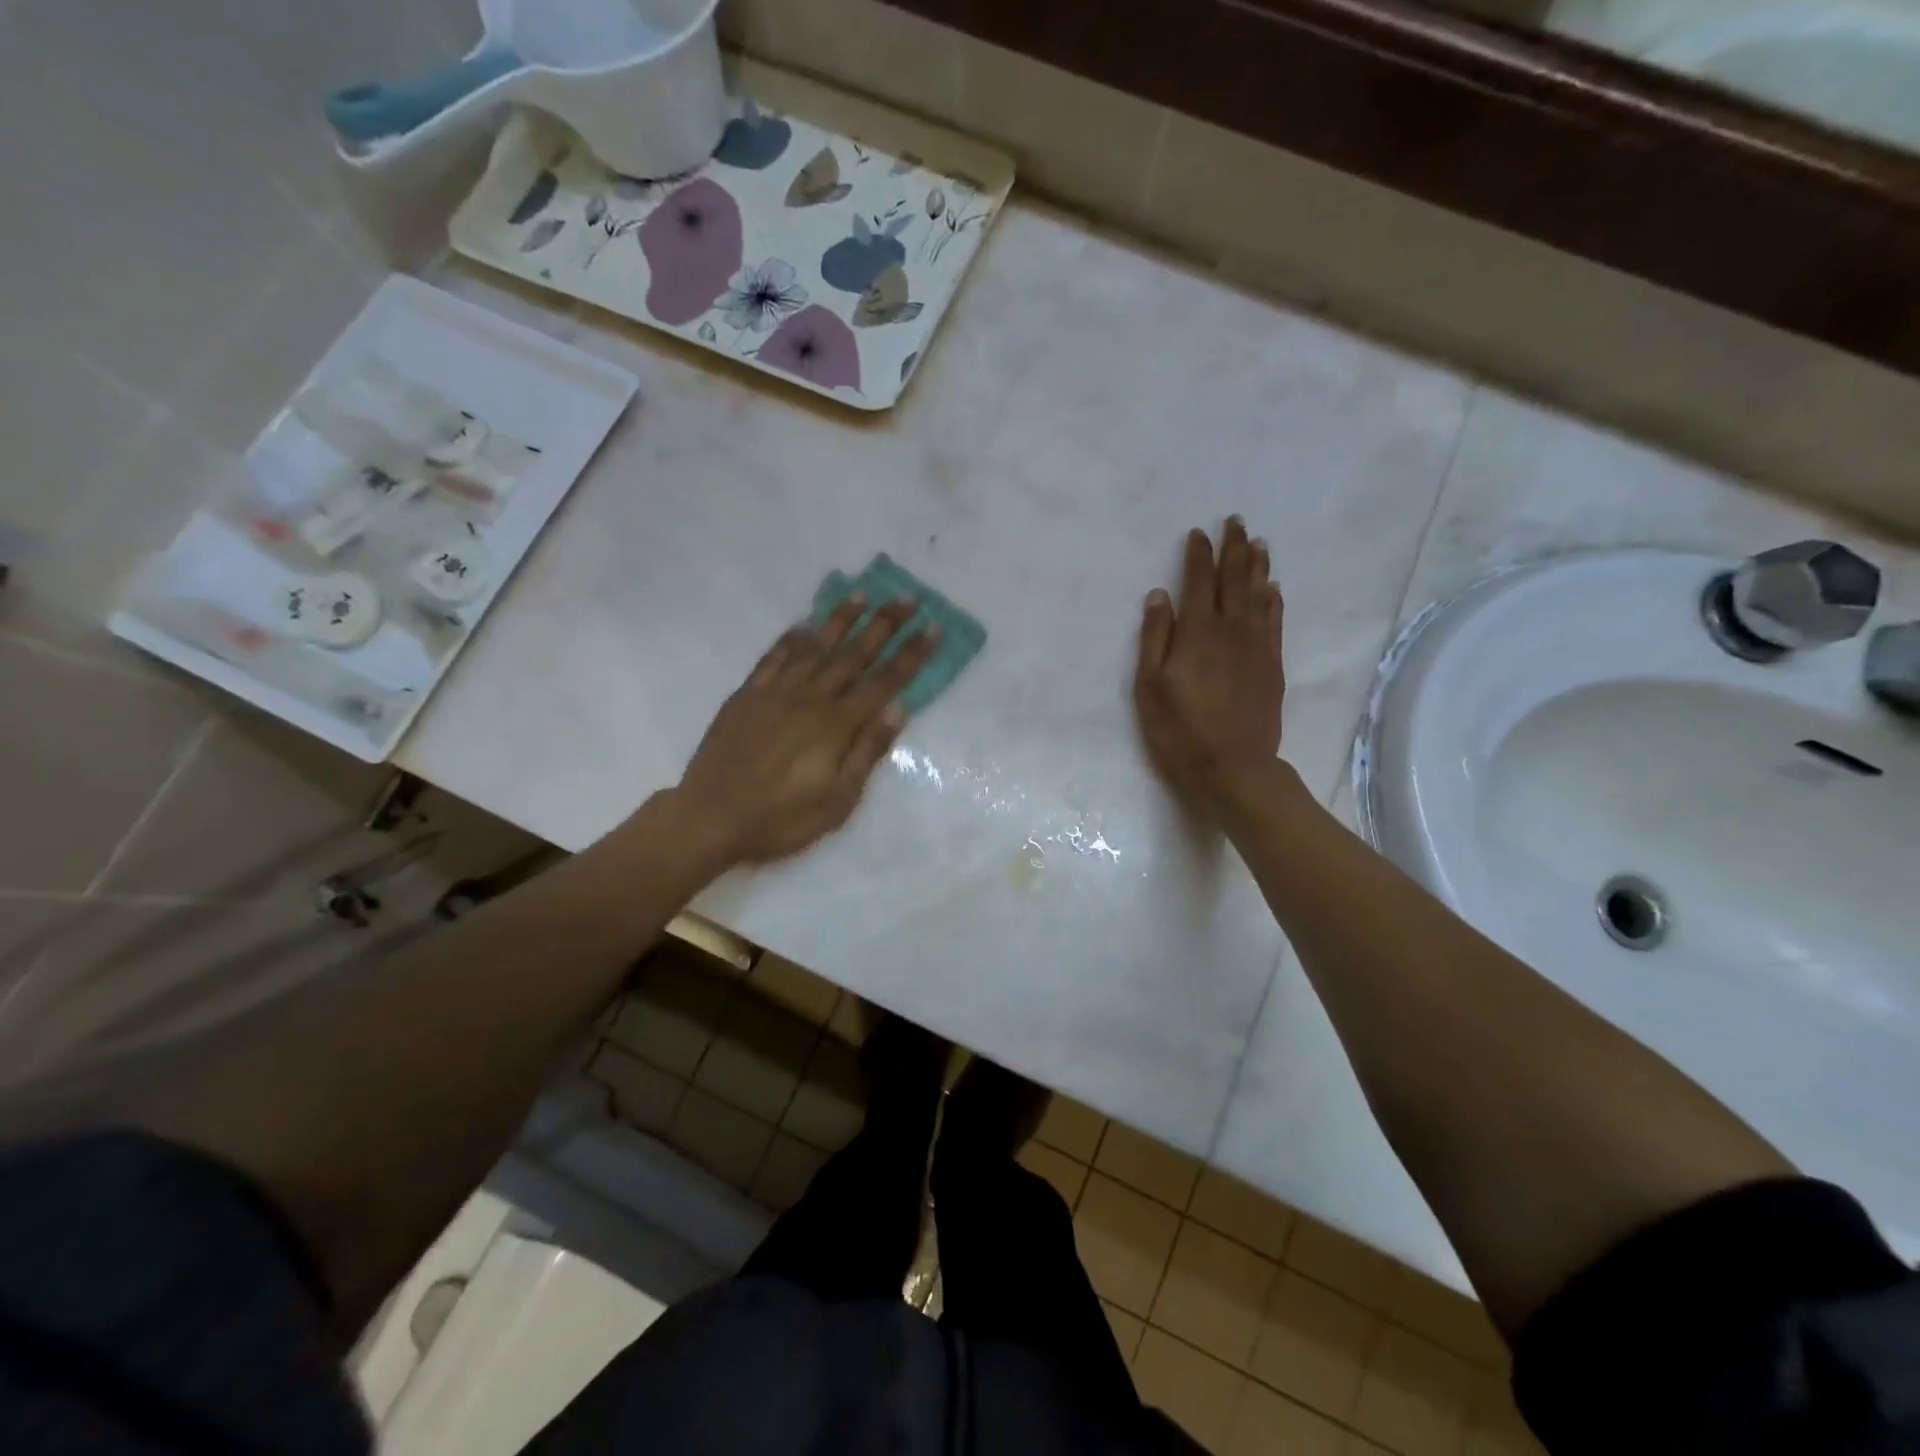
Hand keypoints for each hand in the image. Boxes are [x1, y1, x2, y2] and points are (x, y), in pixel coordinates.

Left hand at [673, 596, 938, 865]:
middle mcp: (810, 698)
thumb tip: (899, 709)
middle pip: (854, 654)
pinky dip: (791, 638)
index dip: (911, 654)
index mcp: (837, 725)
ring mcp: (775, 693)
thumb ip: (867, 751)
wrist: (711, 818)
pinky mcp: (746, 695)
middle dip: (884, 624)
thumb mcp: (838, 800)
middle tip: (907, 597)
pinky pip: (773, 657)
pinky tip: (803, 624)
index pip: (884, 681)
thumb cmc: (782, 818)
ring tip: (861, 594)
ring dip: (840, 619)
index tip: (933, 627)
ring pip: (815, 647)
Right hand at [1134, 517, 1284, 816]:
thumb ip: (1154, 638)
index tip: (1198, 533)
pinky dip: (1274, 599)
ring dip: (1258, 566)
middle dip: (1234, 548)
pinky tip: (1273, 589)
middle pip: (1235, 579)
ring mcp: (1257, 647)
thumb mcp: (1150, 686)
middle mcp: (1231, 630)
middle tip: (1236, 521)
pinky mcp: (1272, 665)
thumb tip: (1158, 595)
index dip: (1199, 554)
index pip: (1199, 581)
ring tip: (1258, 543)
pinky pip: (1275, 621)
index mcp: (1198, 632)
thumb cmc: (1180, 730)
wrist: (1233, 767)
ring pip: (1259, 595)